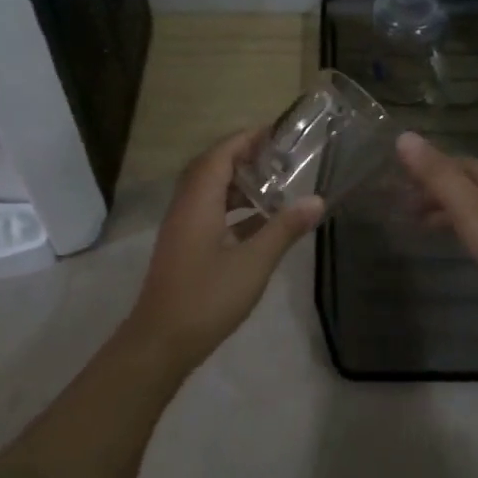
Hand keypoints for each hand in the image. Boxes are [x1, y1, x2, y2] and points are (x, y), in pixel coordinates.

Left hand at [125, 129, 323, 372]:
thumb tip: (317, 201)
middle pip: (212, 168)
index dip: (246, 139)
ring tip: (274, 187)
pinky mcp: (184, 247)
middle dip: (244, 158)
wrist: (160, 343)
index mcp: (198, 201)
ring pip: (210, 192)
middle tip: (279, 158)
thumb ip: (284, 229)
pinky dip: (233, 209)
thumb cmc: (207, 297)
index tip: (276, 133)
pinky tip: (259, 224)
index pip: (221, 154)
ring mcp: (182, 228)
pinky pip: (209, 213)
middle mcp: (186, 206)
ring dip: (239, 185)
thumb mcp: (254, 262)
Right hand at [396, 131, 477, 320]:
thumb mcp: (465, 204)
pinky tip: (461, 242)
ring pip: (472, 204)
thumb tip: (403, 135)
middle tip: (401, 208)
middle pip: (461, 182)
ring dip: (445, 210)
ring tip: (420, 226)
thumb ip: (435, 173)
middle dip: (432, 191)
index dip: (423, 169)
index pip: (450, 161)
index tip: (395, 182)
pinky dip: (463, 227)